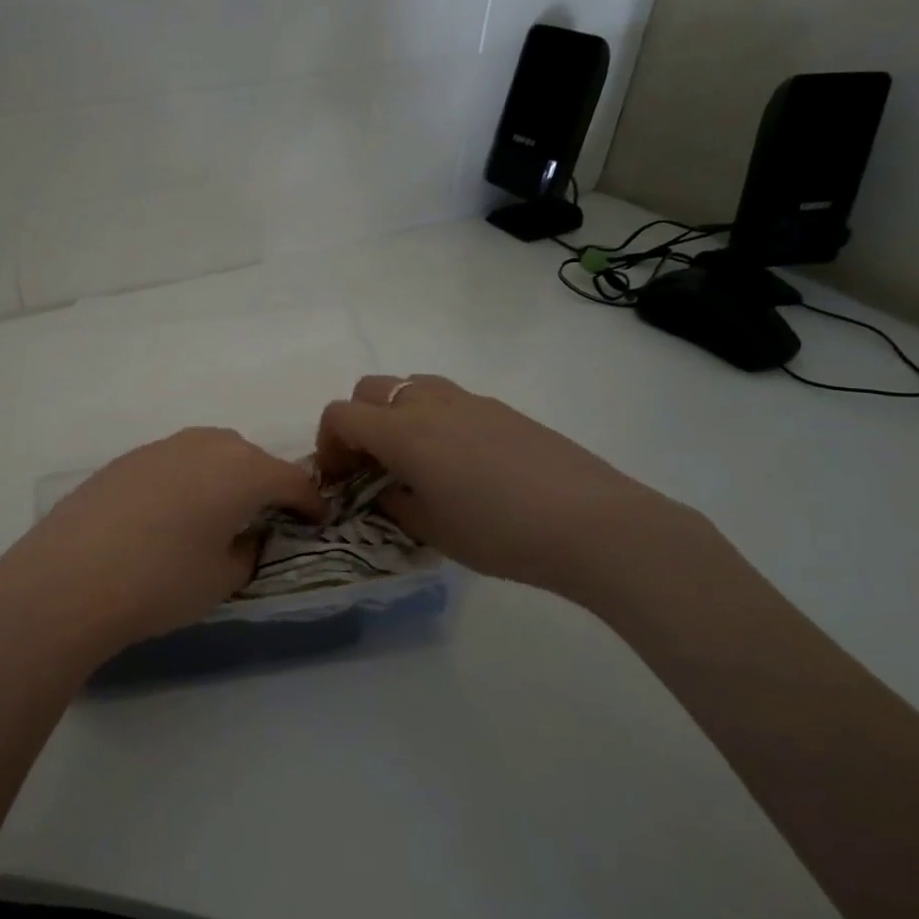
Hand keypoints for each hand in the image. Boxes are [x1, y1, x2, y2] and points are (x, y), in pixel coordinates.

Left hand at [0, 428, 323, 669]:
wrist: (68, 579)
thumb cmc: (159, 583)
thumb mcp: (222, 579)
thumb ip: (248, 551)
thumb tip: (247, 536)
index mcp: (242, 471)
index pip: (293, 480)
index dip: (310, 502)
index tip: (316, 521)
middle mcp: (206, 445)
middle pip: (252, 458)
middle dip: (266, 484)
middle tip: (265, 518)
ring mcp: (163, 446)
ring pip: (212, 453)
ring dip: (225, 477)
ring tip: (218, 513)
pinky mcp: (128, 458)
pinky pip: (176, 461)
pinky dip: (188, 479)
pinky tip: (170, 514)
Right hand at [316, 375, 692, 605]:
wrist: (590, 522)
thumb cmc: (499, 532)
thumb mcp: (432, 530)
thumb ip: (394, 504)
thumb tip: (385, 490)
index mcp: (402, 432)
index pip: (340, 415)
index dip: (327, 444)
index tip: (339, 478)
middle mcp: (428, 403)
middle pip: (370, 389)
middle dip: (357, 422)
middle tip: (371, 465)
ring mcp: (468, 400)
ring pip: (411, 385)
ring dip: (396, 414)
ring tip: (414, 458)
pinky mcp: (501, 408)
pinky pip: (449, 399)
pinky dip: (434, 418)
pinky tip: (461, 462)